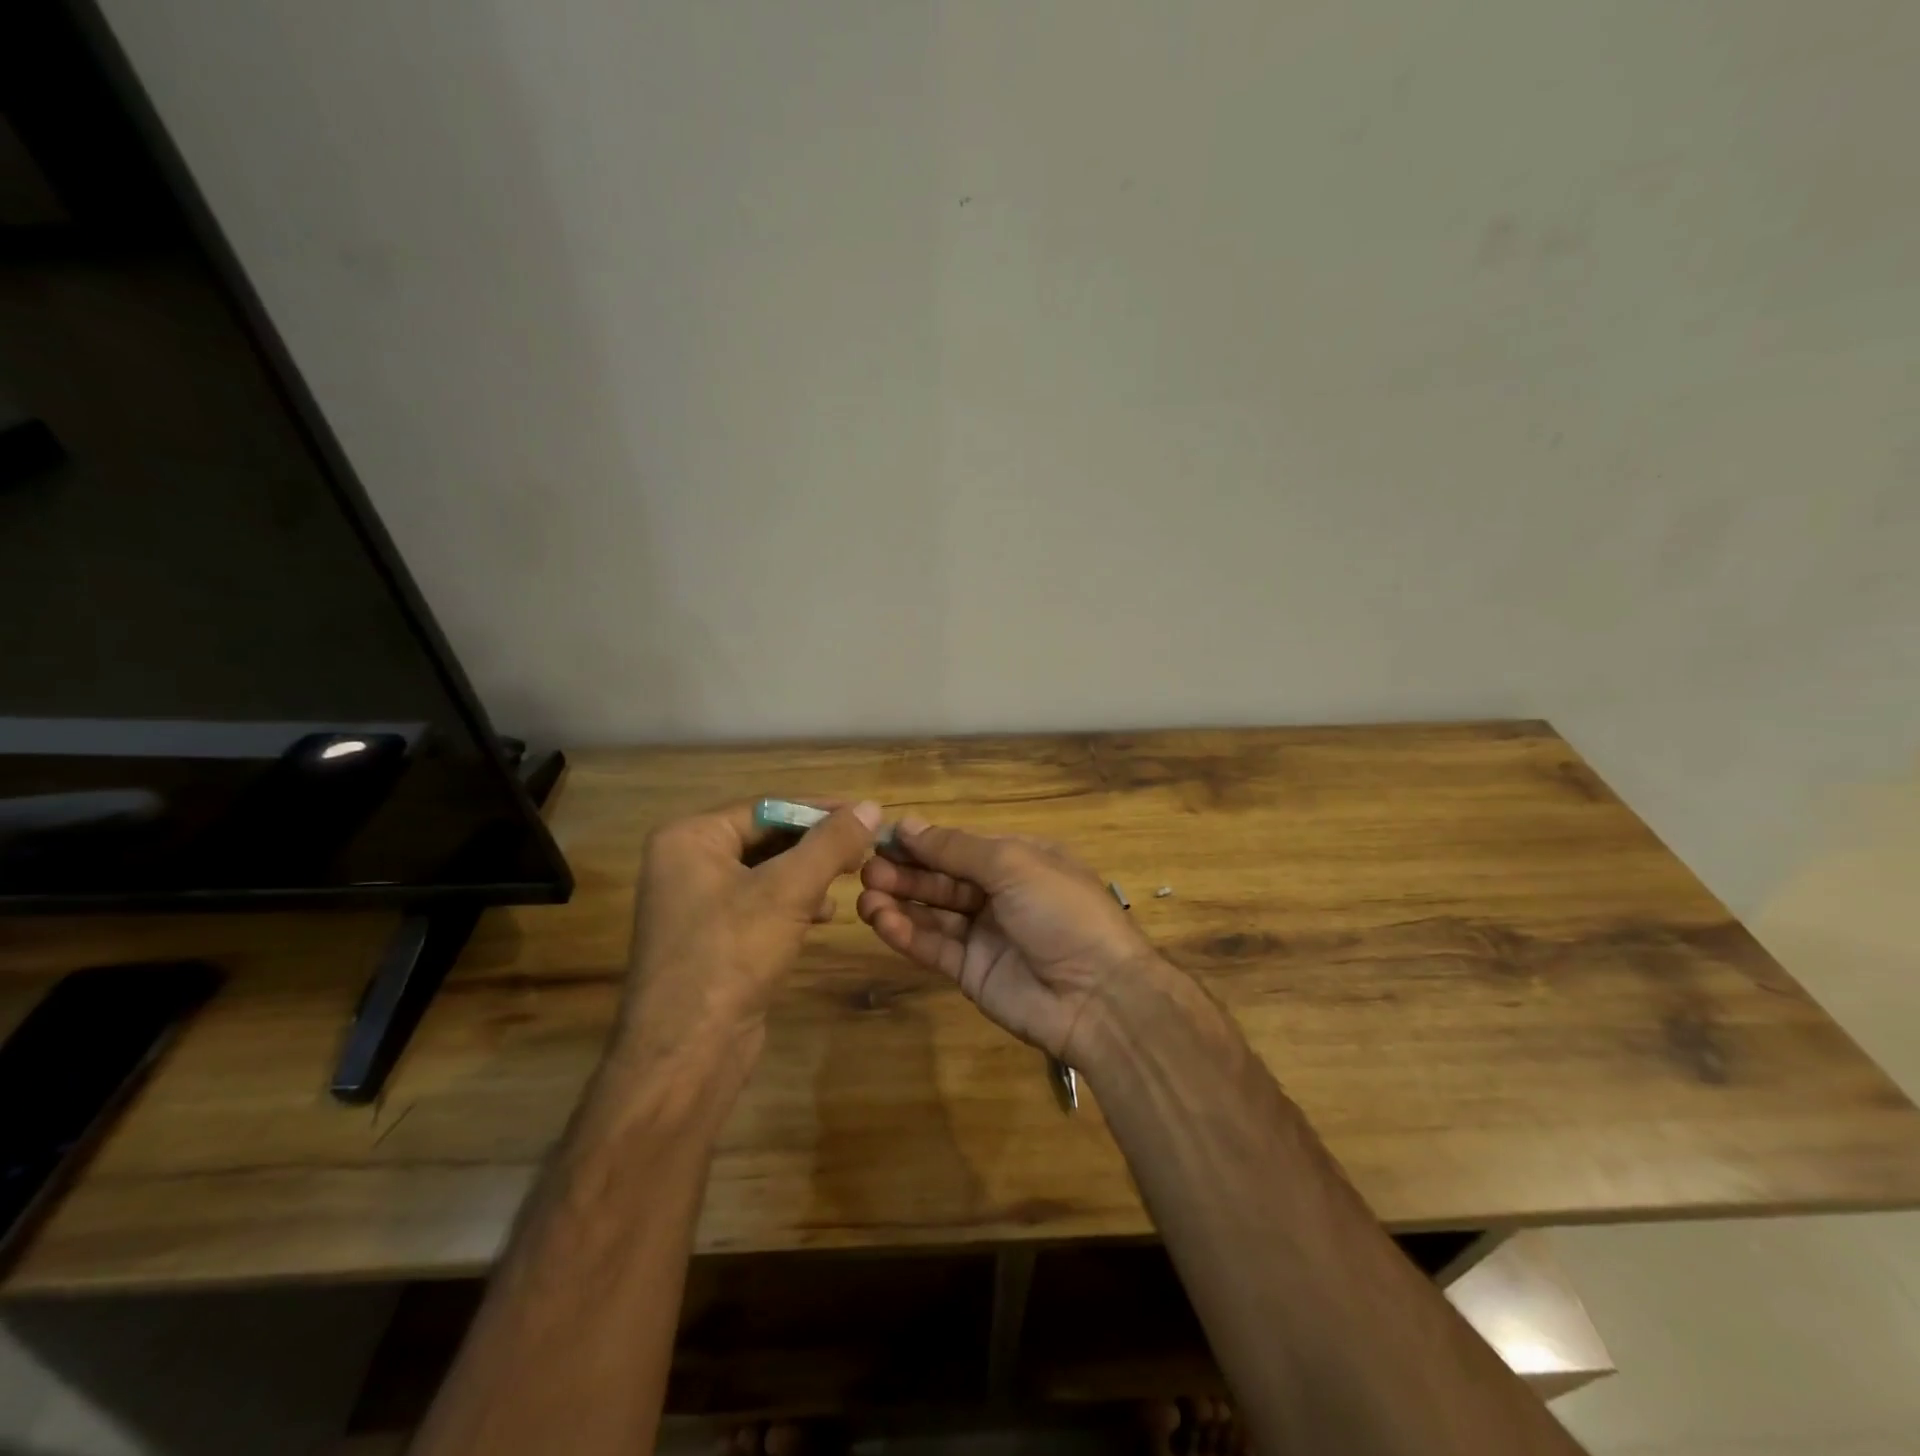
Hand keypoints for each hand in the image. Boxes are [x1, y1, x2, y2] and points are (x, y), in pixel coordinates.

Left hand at [621, 799, 879, 1062]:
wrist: (687, 1053)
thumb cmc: (732, 955)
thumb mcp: (788, 891)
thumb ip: (831, 843)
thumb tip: (871, 806)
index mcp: (689, 839)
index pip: (767, 807)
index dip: (819, 809)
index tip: (866, 814)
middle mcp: (687, 863)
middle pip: (766, 837)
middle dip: (816, 844)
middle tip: (863, 849)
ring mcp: (697, 903)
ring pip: (767, 872)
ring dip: (809, 874)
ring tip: (849, 879)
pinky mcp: (713, 938)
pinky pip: (760, 903)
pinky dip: (794, 903)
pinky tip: (824, 915)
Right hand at [856, 818, 1158, 1061]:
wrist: (1097, 995)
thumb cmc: (1061, 911)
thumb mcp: (1013, 865)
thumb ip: (957, 849)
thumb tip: (908, 824)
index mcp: (1018, 861)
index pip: (960, 846)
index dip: (923, 842)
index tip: (882, 837)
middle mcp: (1000, 894)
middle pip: (943, 878)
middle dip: (906, 871)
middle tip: (865, 869)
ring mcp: (985, 935)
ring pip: (933, 913)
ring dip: (899, 901)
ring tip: (865, 895)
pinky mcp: (971, 972)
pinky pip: (934, 947)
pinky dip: (907, 933)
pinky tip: (881, 921)